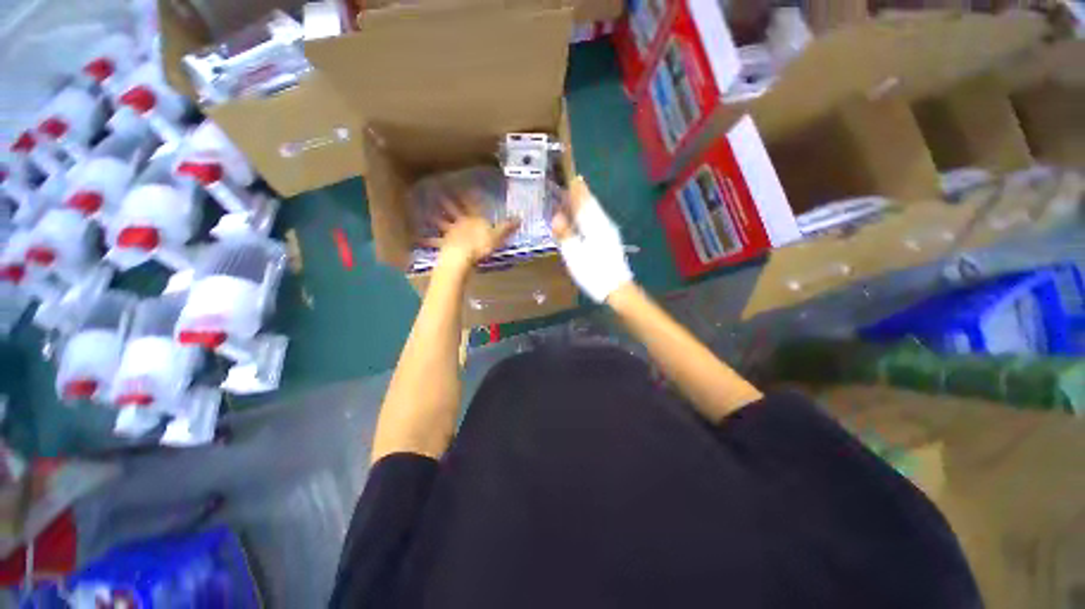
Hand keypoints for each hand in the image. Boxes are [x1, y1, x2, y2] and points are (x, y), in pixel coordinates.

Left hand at [427, 190, 519, 269]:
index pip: (472, 205)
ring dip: (435, 218)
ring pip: (441, 223)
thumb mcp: (498, 236)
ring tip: (425, 211)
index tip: (463, 185)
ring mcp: (450, 233)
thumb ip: (507, 227)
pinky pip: (435, 243)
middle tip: (438, 190)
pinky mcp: (444, 245)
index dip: (468, 195)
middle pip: (453, 210)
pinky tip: (419, 240)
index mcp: (474, 220)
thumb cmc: (481, 245)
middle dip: (447, 201)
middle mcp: (460, 223)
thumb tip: (520, 218)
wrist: (463, 257)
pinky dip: (428, 241)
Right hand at [551, 176, 633, 302]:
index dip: (577, 190)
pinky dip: (590, 215)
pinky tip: (587, 219)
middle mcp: (603, 224)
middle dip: (582, 194)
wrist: (616, 288)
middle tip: (574, 182)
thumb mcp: (574, 254)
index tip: (571, 177)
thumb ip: (565, 234)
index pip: (583, 202)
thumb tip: (556, 216)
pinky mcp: (610, 241)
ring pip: (596, 212)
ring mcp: (608, 233)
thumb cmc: (593, 271)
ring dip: (586, 203)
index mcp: (593, 225)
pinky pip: (598, 220)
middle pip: (591, 204)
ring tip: (578, 197)